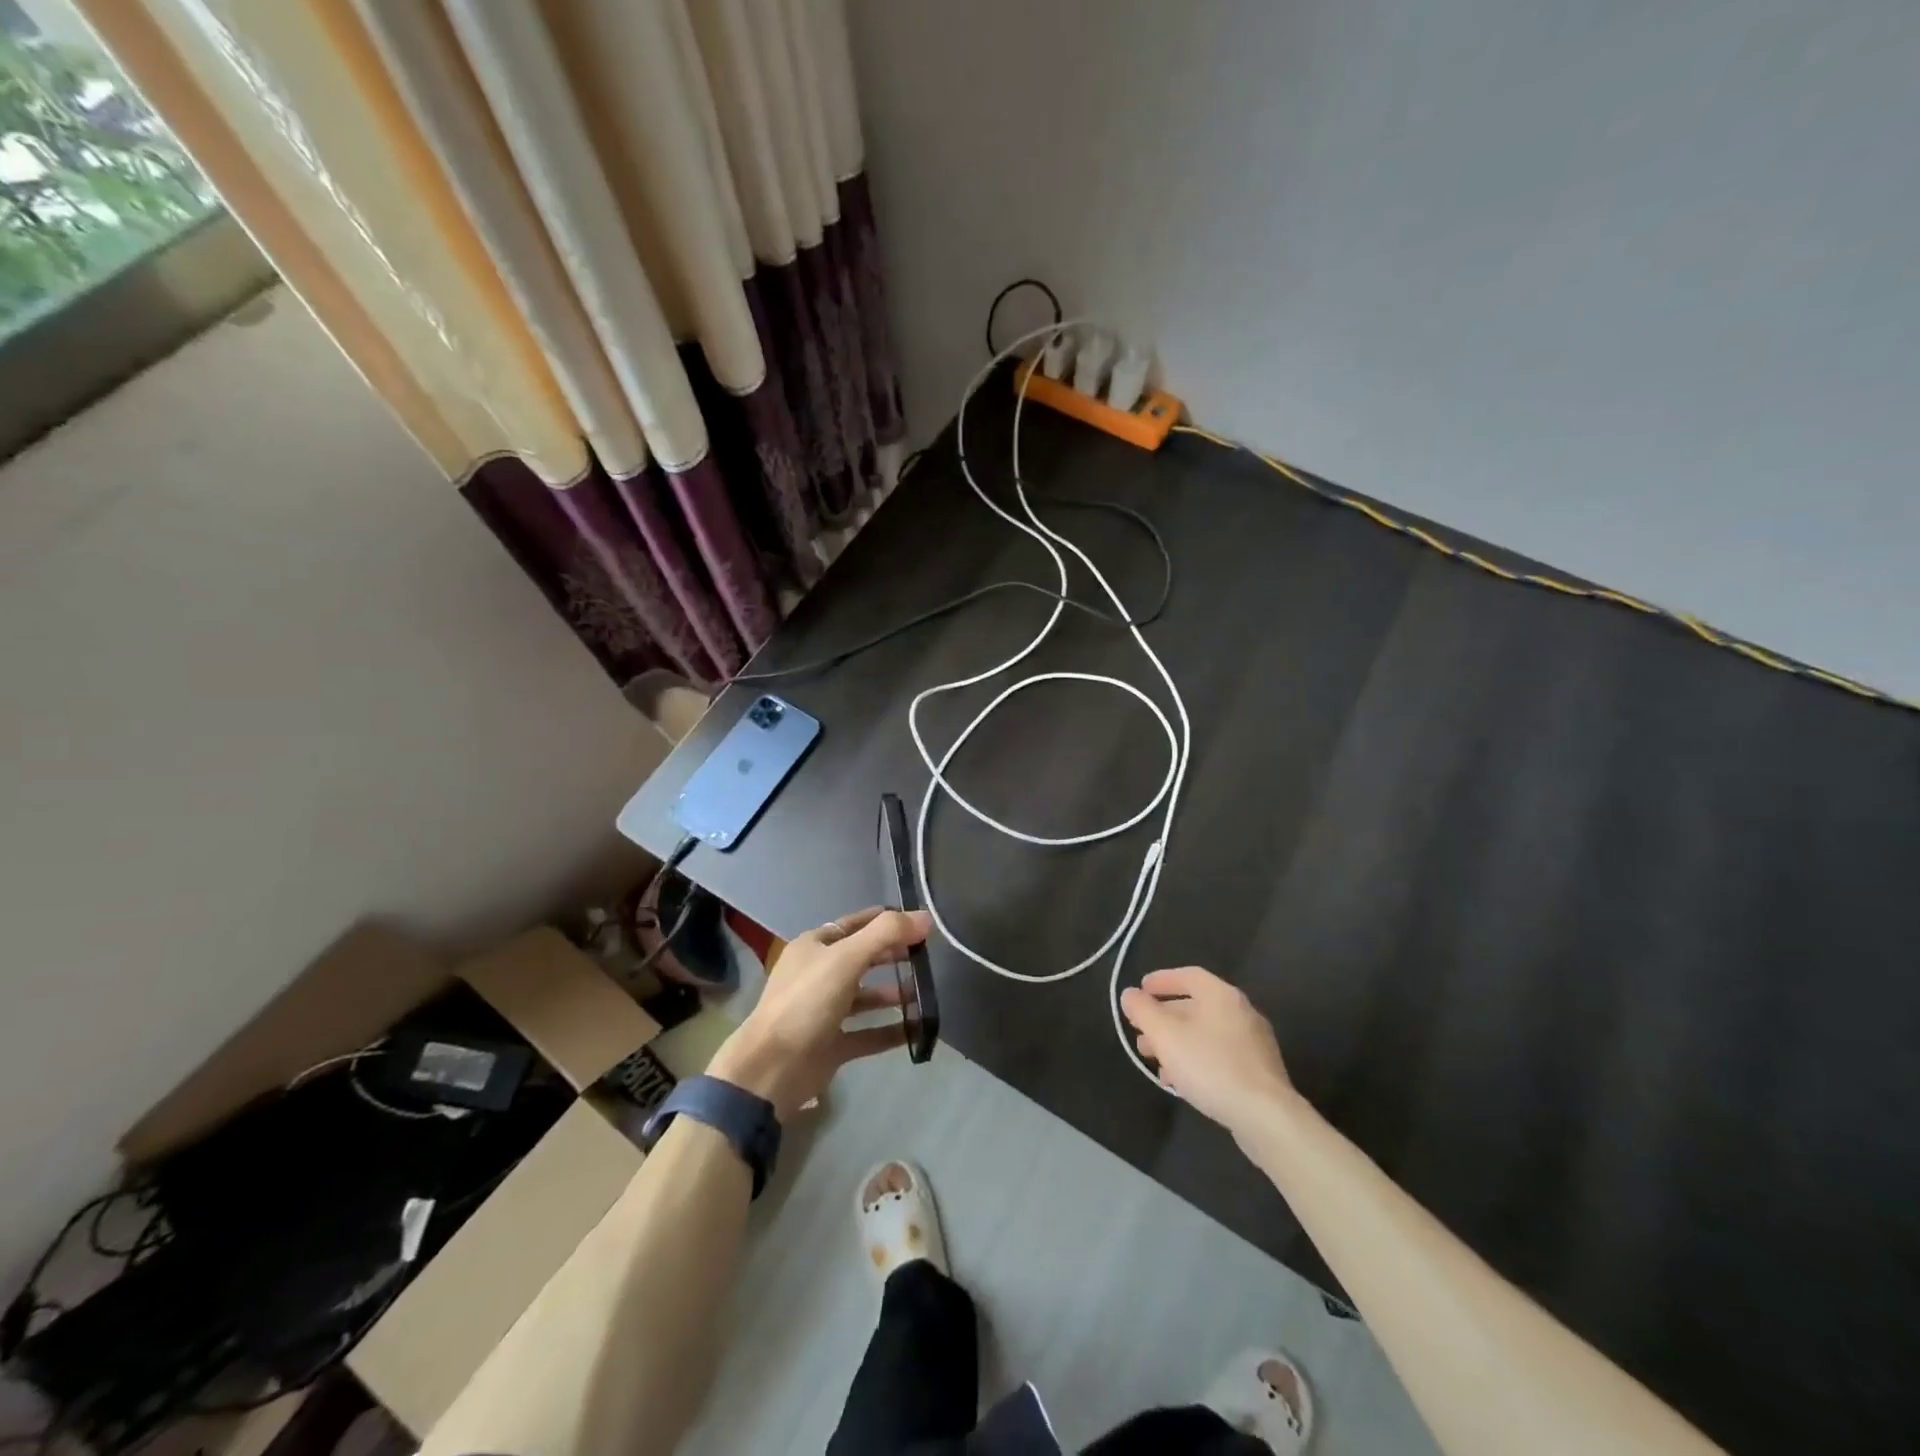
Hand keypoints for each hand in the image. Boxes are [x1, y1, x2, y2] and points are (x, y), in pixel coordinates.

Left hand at [708, 907, 930, 1120]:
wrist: (771, 1068)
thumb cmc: (806, 1002)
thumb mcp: (846, 958)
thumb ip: (886, 934)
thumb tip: (926, 917)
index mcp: (814, 947)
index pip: (855, 924)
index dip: (885, 921)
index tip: (918, 923)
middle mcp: (818, 975)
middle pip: (862, 959)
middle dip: (892, 956)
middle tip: (927, 956)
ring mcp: (824, 1012)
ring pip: (865, 997)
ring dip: (893, 994)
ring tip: (925, 992)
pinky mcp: (831, 1045)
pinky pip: (867, 1033)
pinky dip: (891, 1030)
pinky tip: (917, 1029)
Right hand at [1120, 967, 1296, 1139]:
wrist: (1266, 1117)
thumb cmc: (1210, 1066)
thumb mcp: (1165, 1035)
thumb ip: (1143, 1011)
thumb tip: (1130, 994)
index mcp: (1221, 995)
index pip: (1188, 975)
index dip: (1162, 980)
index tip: (1140, 989)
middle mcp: (1241, 1012)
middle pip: (1196, 1006)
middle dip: (1164, 1018)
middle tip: (1140, 1033)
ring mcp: (1253, 1043)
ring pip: (1206, 1033)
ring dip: (1177, 1042)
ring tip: (1155, 1062)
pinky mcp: (1259, 1072)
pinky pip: (1219, 1055)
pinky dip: (1196, 1059)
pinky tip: (1180, 1081)